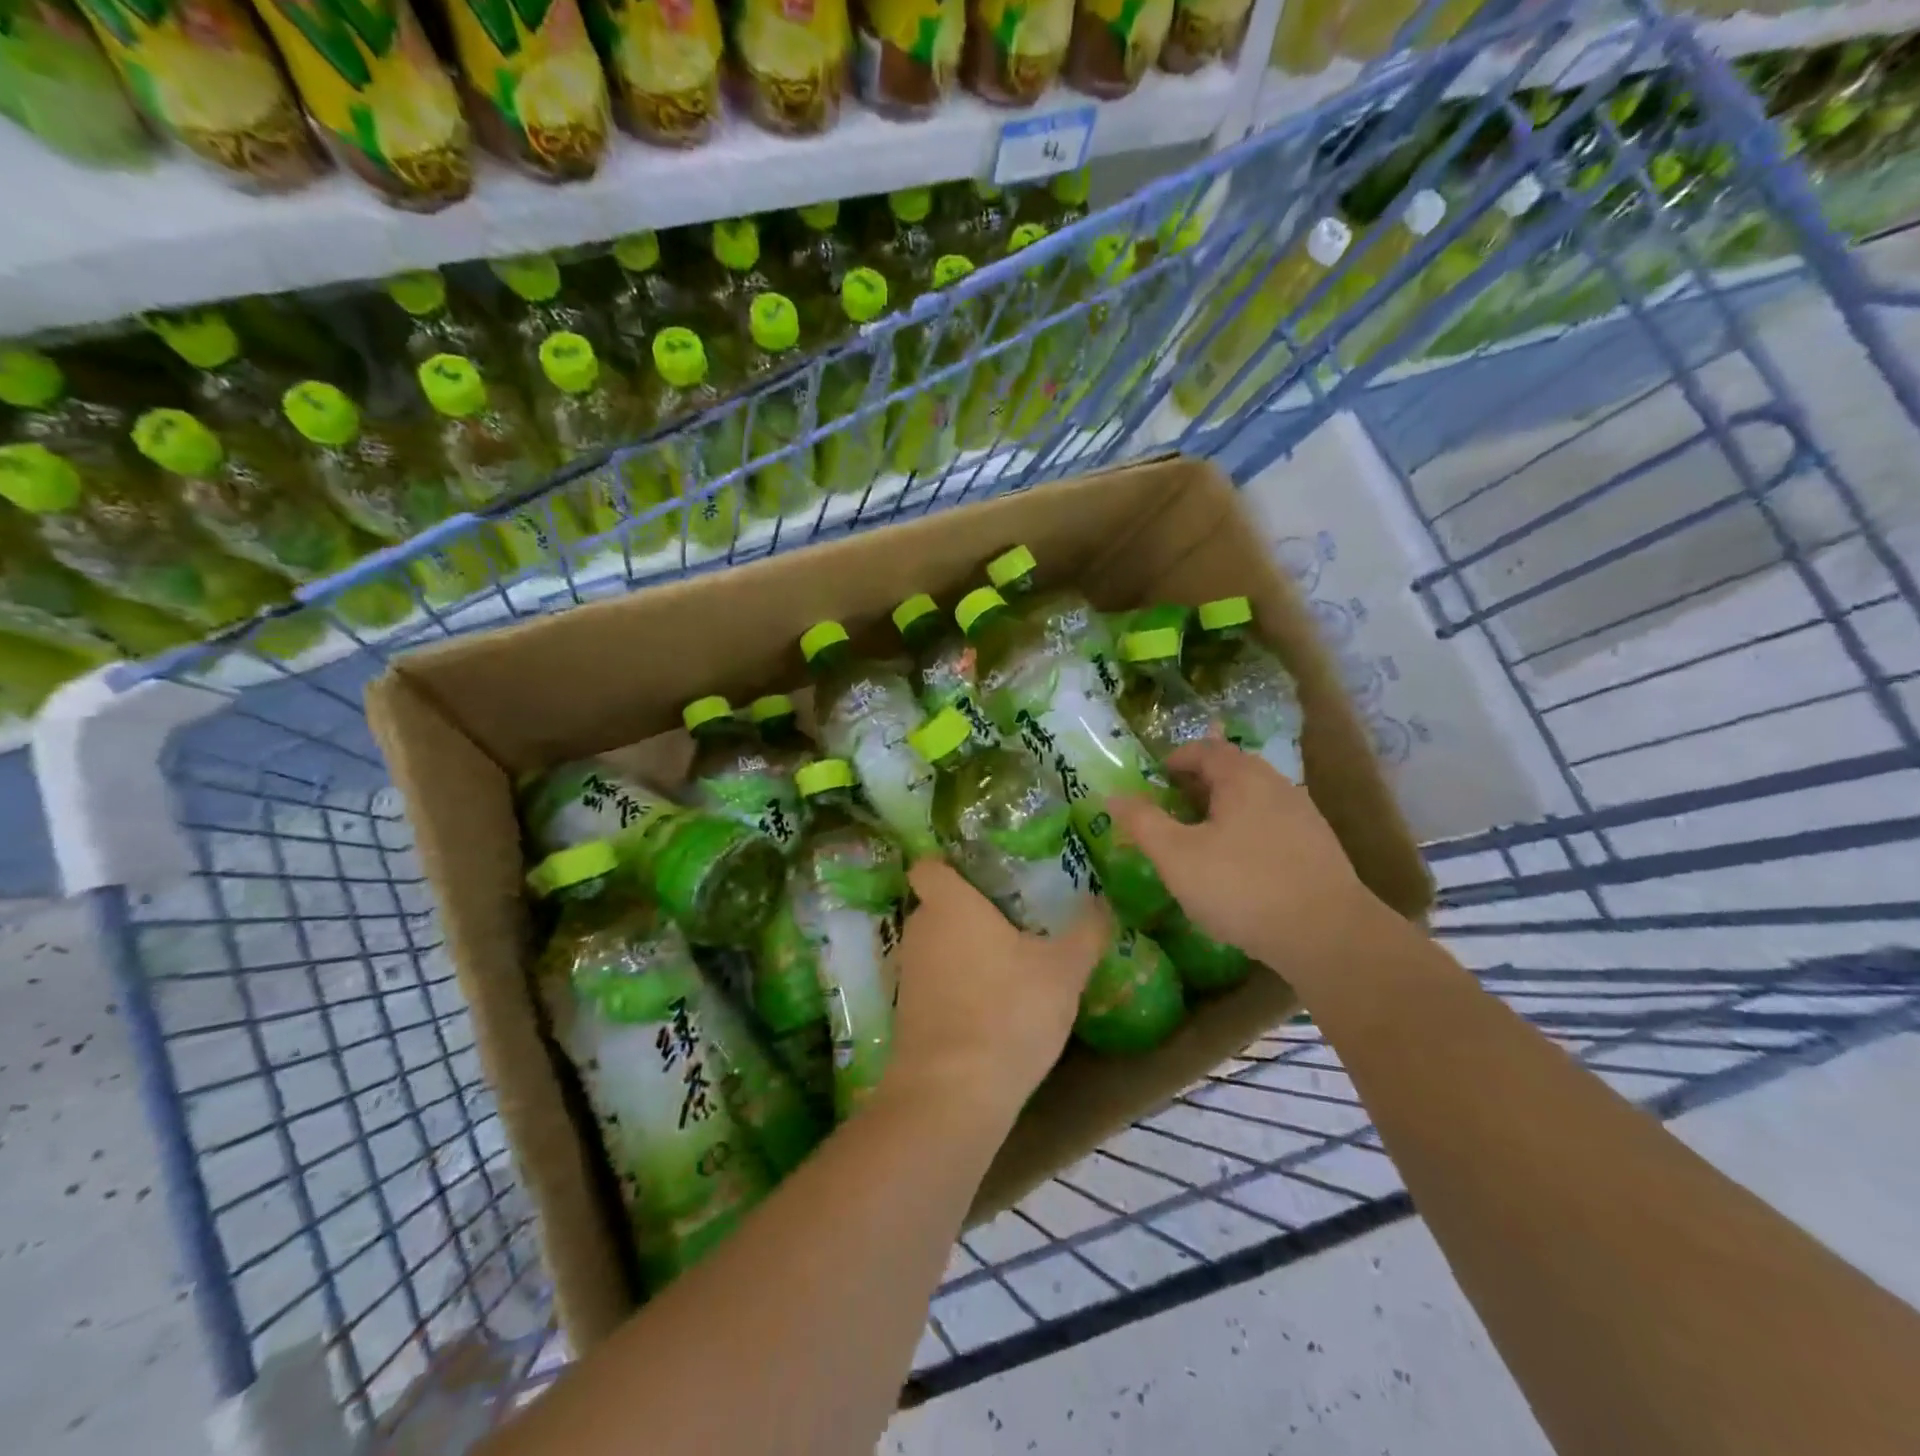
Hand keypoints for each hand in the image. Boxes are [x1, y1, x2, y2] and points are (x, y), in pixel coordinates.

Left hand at [884, 859, 1106, 1130]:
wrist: (953, 1093)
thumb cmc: (1009, 1011)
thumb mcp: (1064, 970)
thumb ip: (1086, 931)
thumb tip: (1102, 900)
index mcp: (950, 904)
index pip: (929, 865)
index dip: (949, 864)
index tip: (983, 872)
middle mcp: (920, 929)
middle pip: (937, 904)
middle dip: (969, 908)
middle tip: (1013, 915)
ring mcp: (909, 972)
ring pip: (936, 944)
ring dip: (963, 948)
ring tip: (1007, 960)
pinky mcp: (907, 1011)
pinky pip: (933, 980)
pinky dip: (955, 984)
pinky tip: (990, 1002)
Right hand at [1109, 739, 1375, 972]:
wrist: (1328, 936)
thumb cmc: (1242, 886)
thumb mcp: (1177, 856)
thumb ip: (1143, 822)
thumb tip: (1113, 796)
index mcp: (1242, 777)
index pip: (1206, 749)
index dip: (1176, 759)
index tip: (1155, 780)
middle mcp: (1277, 786)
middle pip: (1232, 771)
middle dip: (1197, 785)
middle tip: (1171, 809)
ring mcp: (1303, 817)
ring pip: (1253, 800)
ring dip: (1223, 810)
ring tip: (1200, 840)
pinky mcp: (1318, 849)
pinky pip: (1272, 826)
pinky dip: (1246, 833)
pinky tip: (1238, 868)